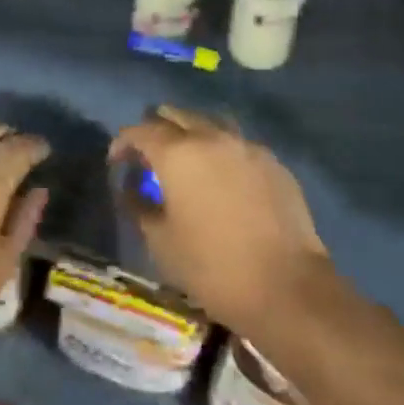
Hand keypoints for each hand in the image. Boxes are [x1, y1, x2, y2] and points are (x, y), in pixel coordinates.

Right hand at [110, 105, 329, 331]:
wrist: (287, 288)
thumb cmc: (213, 267)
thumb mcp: (161, 243)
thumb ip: (139, 206)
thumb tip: (130, 188)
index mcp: (178, 153)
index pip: (140, 131)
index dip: (123, 143)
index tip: (117, 161)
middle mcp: (211, 137)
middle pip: (176, 116)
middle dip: (157, 129)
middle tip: (149, 156)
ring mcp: (247, 146)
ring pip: (210, 124)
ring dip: (192, 136)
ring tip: (187, 162)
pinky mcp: (273, 162)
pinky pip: (238, 145)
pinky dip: (222, 153)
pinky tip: (223, 179)